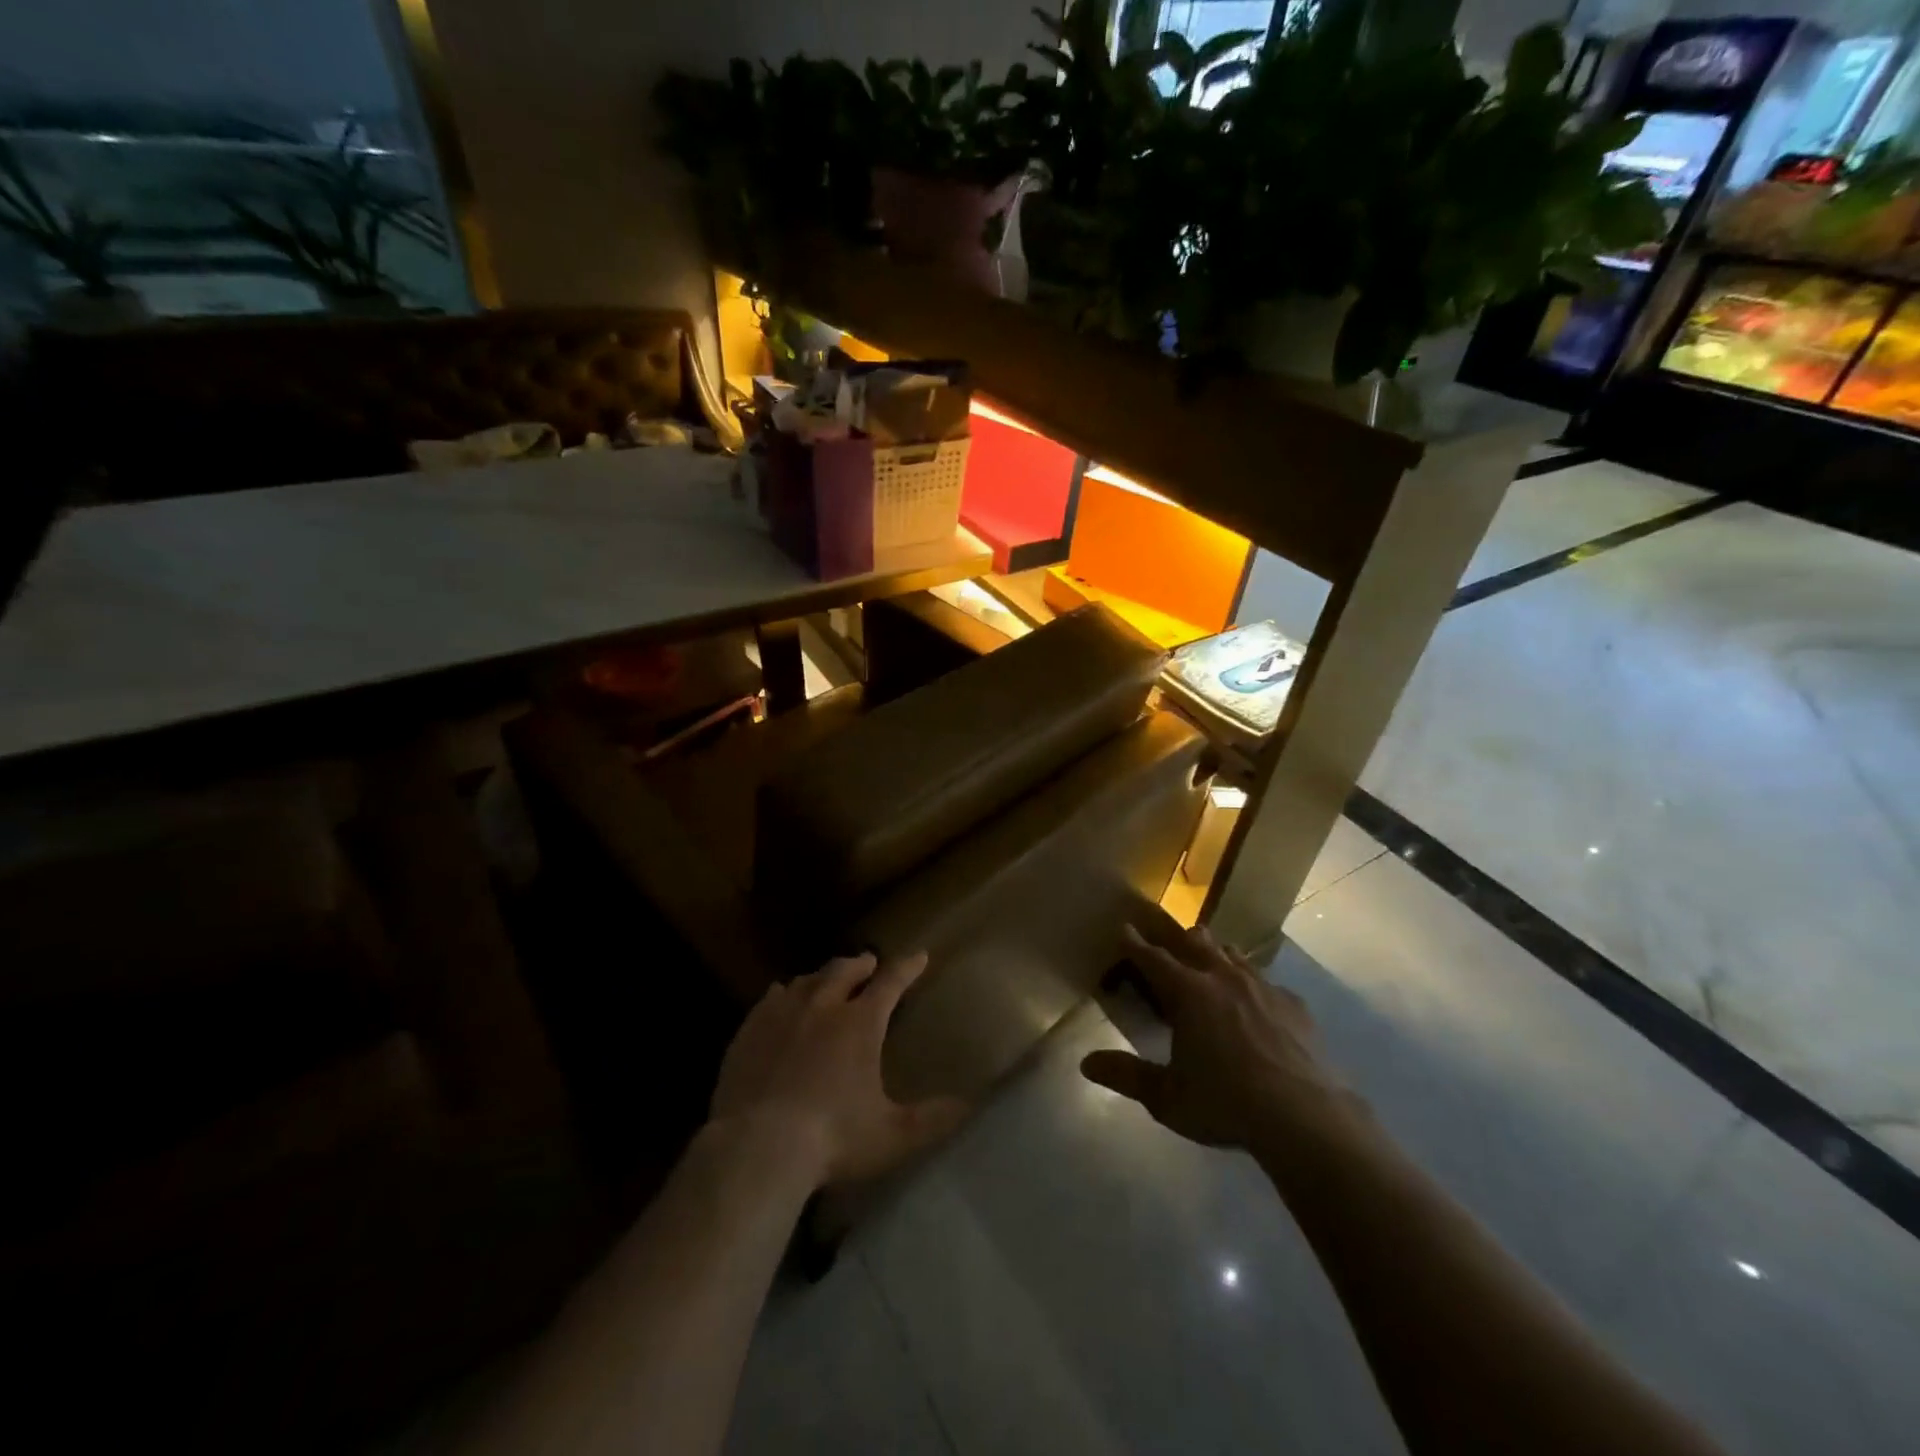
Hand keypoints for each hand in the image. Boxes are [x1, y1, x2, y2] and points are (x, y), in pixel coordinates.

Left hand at [709, 951, 967, 1188]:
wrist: (758, 1146)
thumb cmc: (833, 1139)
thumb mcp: (892, 1135)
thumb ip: (931, 1119)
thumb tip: (968, 1105)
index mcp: (860, 1024)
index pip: (891, 982)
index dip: (907, 967)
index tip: (919, 955)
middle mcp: (823, 1007)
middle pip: (845, 971)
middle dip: (862, 964)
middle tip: (869, 962)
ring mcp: (783, 1014)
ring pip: (808, 980)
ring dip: (823, 976)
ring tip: (828, 978)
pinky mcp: (751, 1029)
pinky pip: (770, 998)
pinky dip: (784, 993)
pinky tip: (782, 996)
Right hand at [1081, 923, 1358, 1154]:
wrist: (1306, 1118)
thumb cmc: (1226, 1104)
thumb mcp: (1167, 1098)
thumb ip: (1126, 1076)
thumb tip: (1086, 1063)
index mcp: (1188, 993)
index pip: (1153, 958)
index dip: (1135, 943)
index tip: (1124, 928)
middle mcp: (1223, 978)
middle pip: (1196, 943)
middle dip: (1179, 939)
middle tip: (1170, 945)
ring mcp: (1263, 988)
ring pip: (1233, 955)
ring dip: (1216, 955)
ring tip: (1211, 964)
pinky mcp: (1294, 1005)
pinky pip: (1267, 982)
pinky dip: (1253, 985)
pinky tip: (1257, 1004)